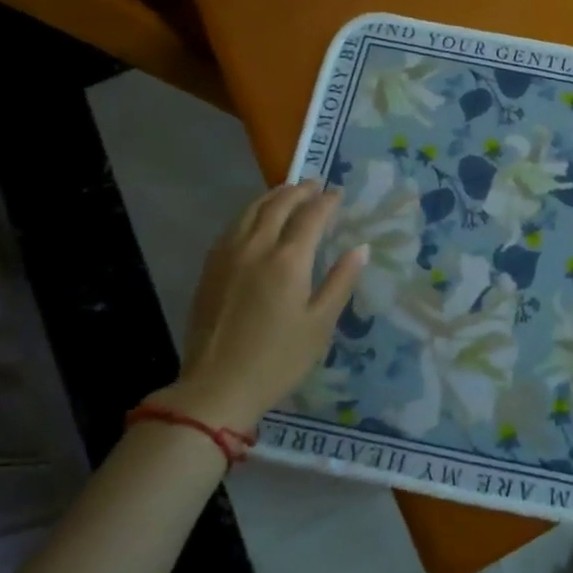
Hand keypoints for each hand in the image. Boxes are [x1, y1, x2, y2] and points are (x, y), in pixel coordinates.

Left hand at [146, 181, 367, 430]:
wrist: (216, 388)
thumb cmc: (278, 360)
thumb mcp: (320, 324)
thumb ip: (341, 281)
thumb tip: (361, 248)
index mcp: (288, 260)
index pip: (311, 216)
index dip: (327, 201)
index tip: (339, 194)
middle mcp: (256, 247)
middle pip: (279, 205)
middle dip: (300, 190)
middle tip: (316, 185)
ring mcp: (228, 255)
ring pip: (251, 210)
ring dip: (273, 196)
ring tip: (288, 191)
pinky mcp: (210, 268)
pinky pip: (233, 226)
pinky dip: (250, 212)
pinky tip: (255, 218)